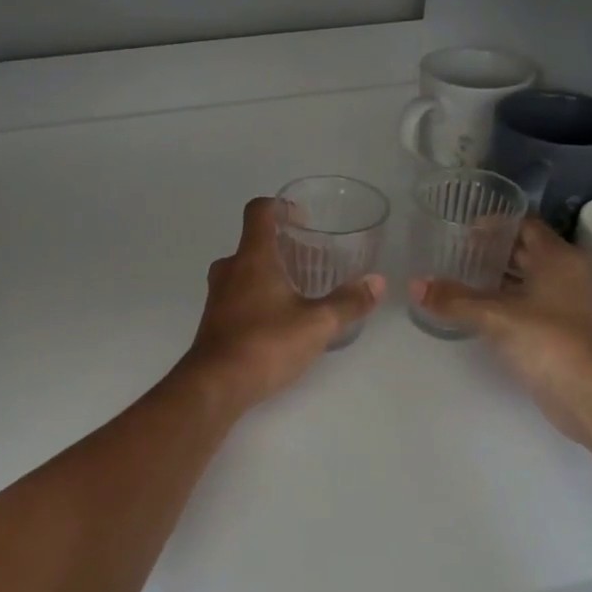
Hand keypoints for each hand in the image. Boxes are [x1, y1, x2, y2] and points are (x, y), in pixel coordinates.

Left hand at [177, 197, 384, 415]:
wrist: (215, 385)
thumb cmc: (266, 343)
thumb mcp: (317, 324)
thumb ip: (348, 302)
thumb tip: (377, 282)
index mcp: (253, 257)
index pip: (259, 211)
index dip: (280, 206)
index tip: (303, 218)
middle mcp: (230, 268)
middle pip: (254, 242)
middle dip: (282, 245)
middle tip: (312, 259)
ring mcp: (218, 295)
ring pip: (244, 270)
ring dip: (270, 272)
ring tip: (300, 289)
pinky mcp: (214, 320)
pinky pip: (238, 294)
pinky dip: (258, 295)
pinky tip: (280, 318)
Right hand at [409, 218, 591, 444]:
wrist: (590, 395)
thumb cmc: (548, 341)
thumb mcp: (494, 316)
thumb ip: (453, 299)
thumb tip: (414, 285)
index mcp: (561, 258)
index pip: (526, 225)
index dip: (495, 224)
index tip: (463, 229)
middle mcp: (572, 274)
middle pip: (529, 251)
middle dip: (494, 251)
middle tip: (457, 253)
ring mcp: (573, 303)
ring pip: (531, 279)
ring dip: (501, 278)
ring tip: (462, 278)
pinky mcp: (568, 329)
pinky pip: (534, 303)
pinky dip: (510, 301)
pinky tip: (481, 309)